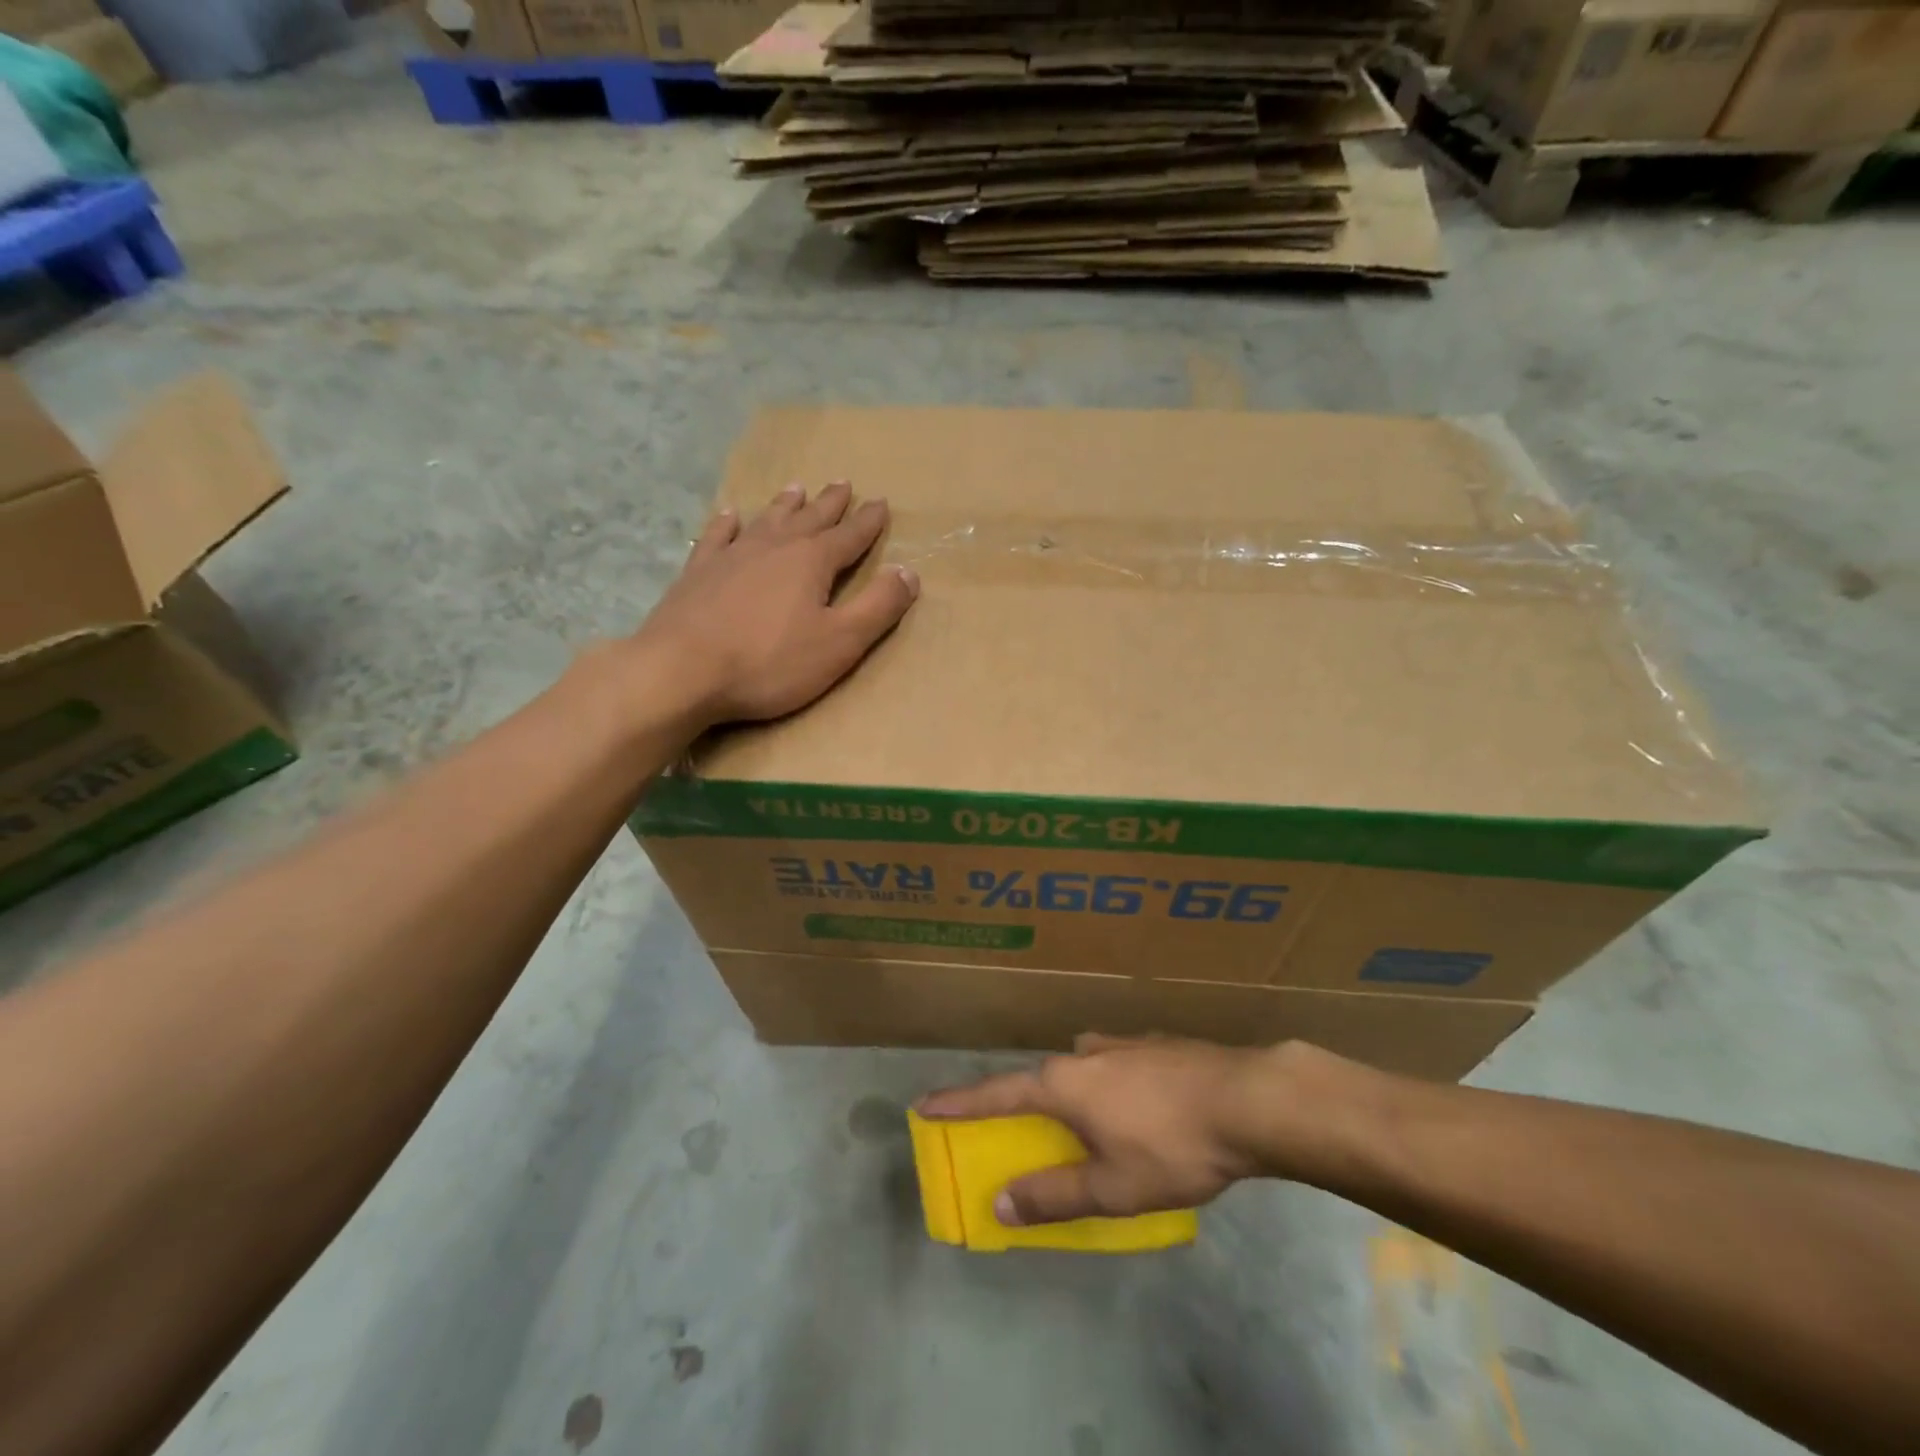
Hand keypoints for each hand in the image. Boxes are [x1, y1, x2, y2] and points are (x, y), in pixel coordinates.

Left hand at [640, 481, 918, 725]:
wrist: (681, 670)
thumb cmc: (769, 662)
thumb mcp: (840, 642)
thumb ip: (878, 607)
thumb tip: (909, 572)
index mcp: (812, 562)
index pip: (850, 537)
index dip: (868, 522)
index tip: (881, 503)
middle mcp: (774, 547)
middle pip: (809, 519)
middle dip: (830, 504)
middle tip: (843, 484)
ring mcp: (732, 556)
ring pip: (767, 521)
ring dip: (785, 505)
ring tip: (796, 488)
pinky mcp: (698, 572)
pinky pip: (717, 536)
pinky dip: (727, 523)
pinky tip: (730, 514)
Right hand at [916, 1035, 1283, 1225]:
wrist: (1248, 1098)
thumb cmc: (1172, 1146)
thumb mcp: (1112, 1187)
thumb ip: (1055, 1195)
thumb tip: (1000, 1204)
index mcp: (1064, 1084)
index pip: (996, 1094)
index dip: (959, 1102)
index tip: (924, 1104)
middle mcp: (1084, 1053)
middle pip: (1042, 1079)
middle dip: (1029, 1105)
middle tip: (1029, 1131)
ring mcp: (1122, 1043)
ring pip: (1083, 1068)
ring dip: (1076, 1094)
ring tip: (1096, 1126)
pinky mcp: (1156, 1044)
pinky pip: (1117, 1065)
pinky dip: (1113, 1087)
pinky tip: (1143, 1108)